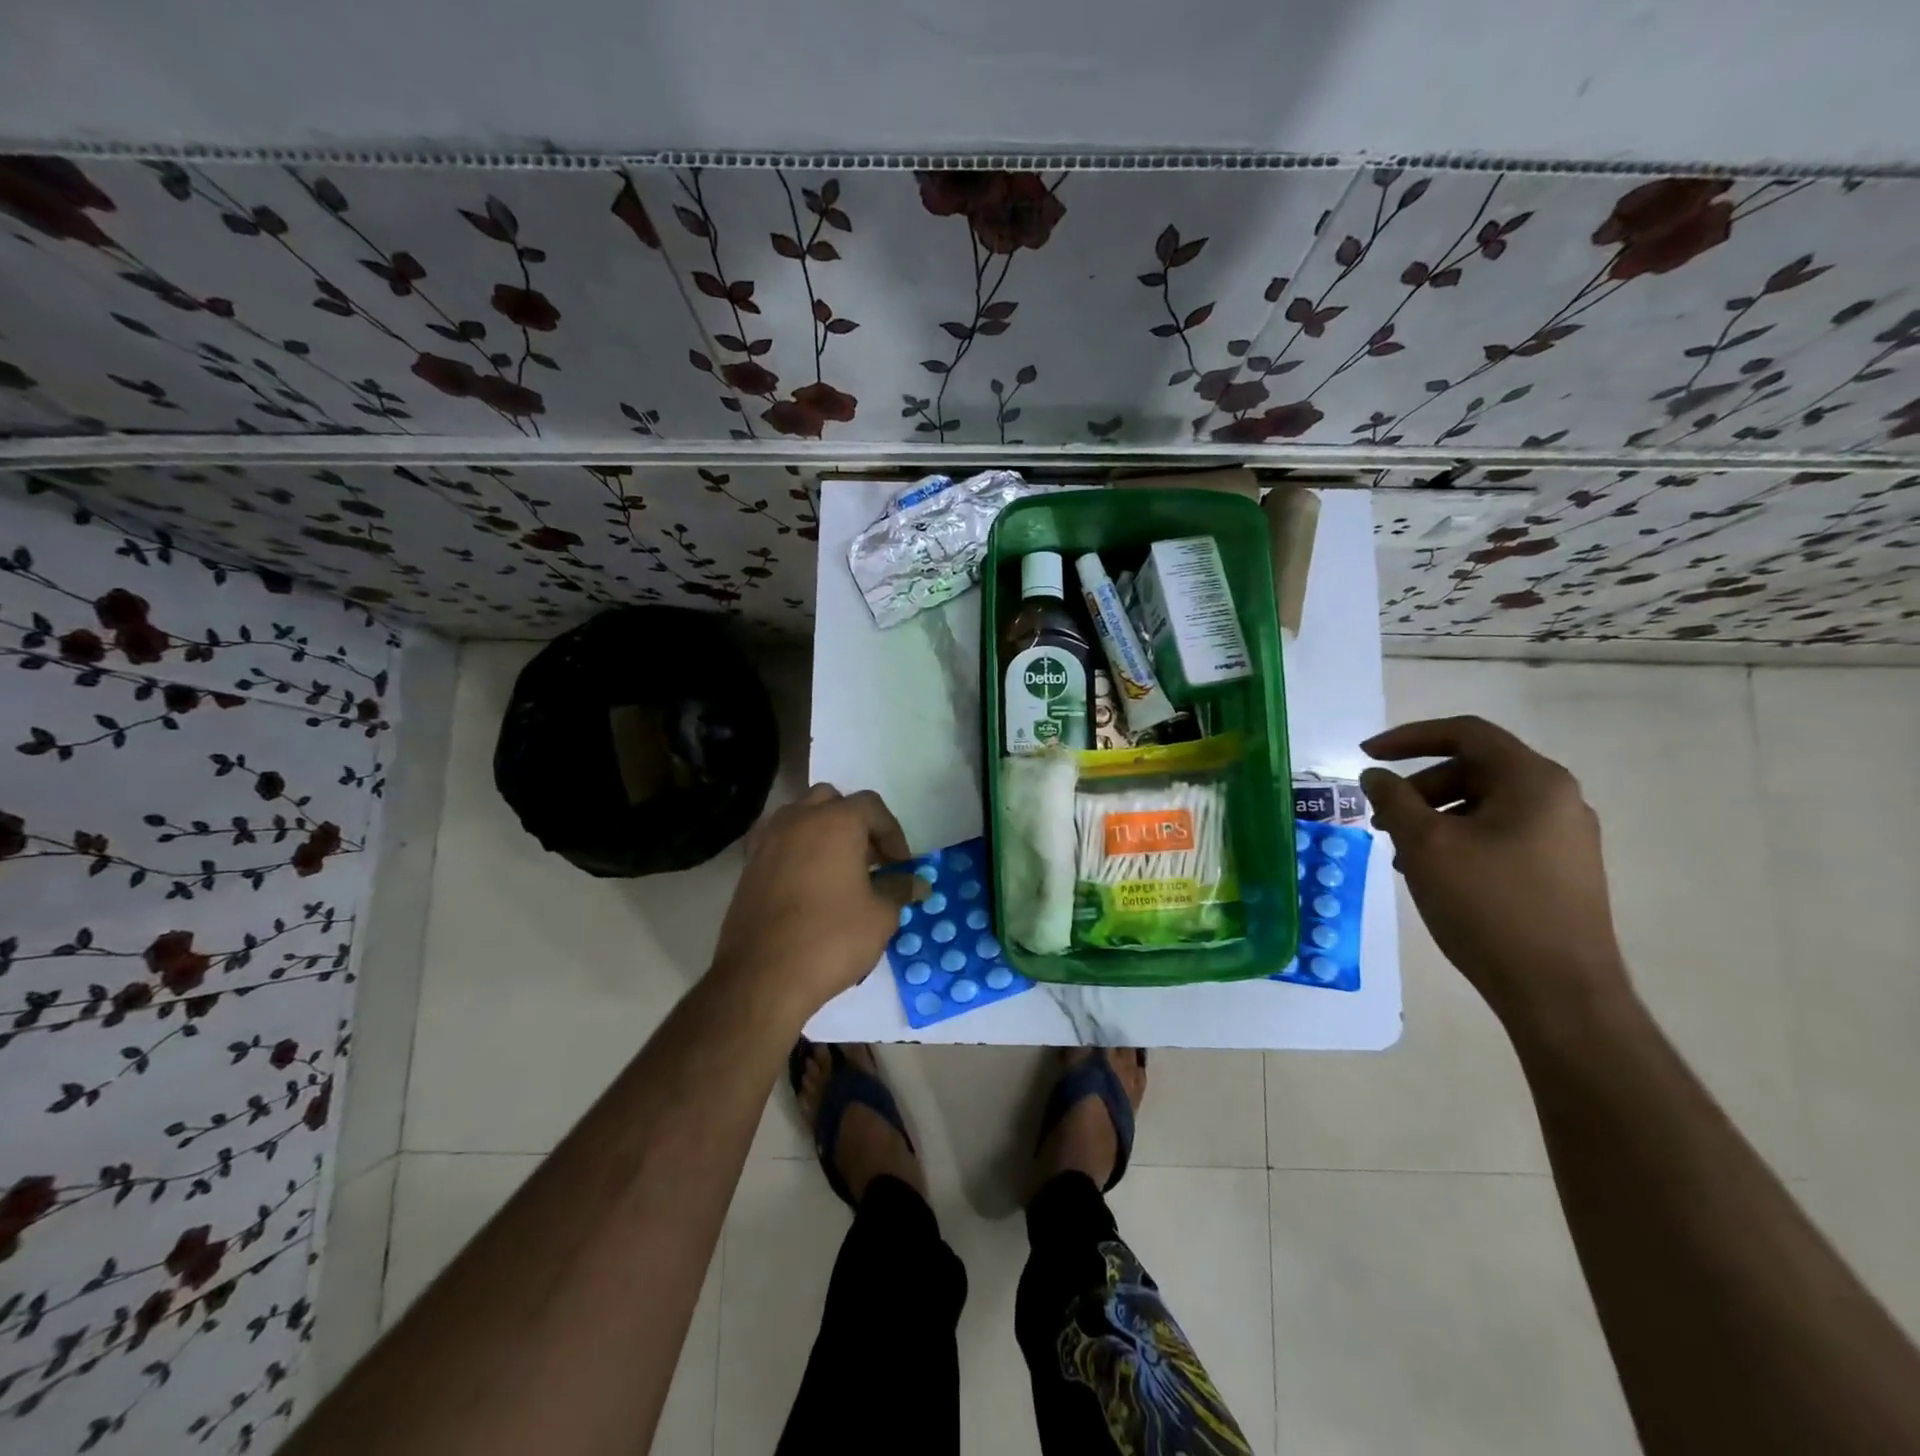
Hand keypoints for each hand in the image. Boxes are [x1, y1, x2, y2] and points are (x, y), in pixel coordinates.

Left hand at [710, 784, 924, 1023]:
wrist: (762, 977)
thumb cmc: (831, 939)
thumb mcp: (880, 916)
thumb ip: (899, 889)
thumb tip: (917, 883)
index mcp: (836, 822)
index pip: (872, 806)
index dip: (892, 833)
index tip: (900, 866)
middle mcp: (798, 819)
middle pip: (832, 802)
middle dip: (855, 825)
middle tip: (869, 860)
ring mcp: (768, 840)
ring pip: (801, 817)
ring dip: (823, 833)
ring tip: (838, 871)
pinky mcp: (748, 865)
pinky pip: (779, 842)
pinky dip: (796, 851)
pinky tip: (807, 884)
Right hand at [1359, 716, 1630, 1027]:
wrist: (1558, 992)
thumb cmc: (1488, 905)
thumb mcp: (1425, 844)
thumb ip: (1393, 799)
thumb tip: (1375, 776)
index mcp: (1533, 781)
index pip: (1465, 733)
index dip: (1408, 738)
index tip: (1366, 756)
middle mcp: (1557, 799)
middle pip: (1473, 769)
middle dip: (1417, 786)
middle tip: (1380, 817)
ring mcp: (1563, 837)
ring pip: (1483, 804)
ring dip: (1433, 815)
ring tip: (1400, 851)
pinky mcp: (1559, 870)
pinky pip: (1498, 834)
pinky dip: (1457, 839)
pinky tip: (1432, 872)